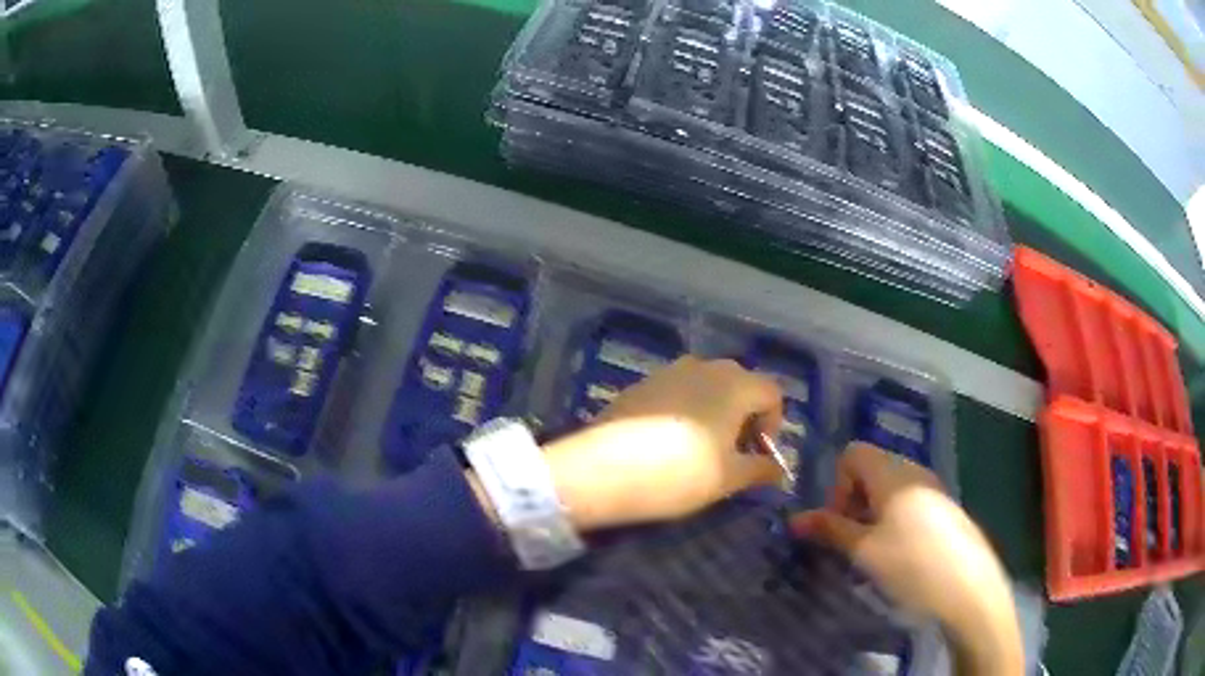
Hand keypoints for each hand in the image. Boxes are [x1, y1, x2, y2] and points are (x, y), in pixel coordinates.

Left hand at [543, 356, 784, 529]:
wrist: (601, 471)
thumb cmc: (678, 474)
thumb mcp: (728, 478)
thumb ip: (760, 469)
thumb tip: (778, 469)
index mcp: (734, 383)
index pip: (772, 392)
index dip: (774, 424)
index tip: (758, 455)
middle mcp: (704, 366)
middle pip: (740, 384)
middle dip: (745, 417)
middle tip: (734, 453)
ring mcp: (667, 372)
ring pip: (707, 386)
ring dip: (715, 412)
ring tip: (701, 449)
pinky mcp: (639, 384)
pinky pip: (677, 392)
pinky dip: (685, 410)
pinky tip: (667, 442)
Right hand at [790, 443, 1022, 675]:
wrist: (968, 587)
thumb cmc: (912, 565)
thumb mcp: (865, 551)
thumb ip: (830, 530)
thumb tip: (795, 519)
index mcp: (893, 474)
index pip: (852, 453)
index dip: (837, 484)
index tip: (840, 523)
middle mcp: (914, 471)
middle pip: (872, 469)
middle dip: (854, 501)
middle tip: (853, 541)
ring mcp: (934, 488)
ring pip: (891, 487)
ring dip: (873, 513)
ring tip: (875, 552)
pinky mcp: (945, 508)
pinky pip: (910, 501)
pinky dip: (895, 520)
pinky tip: (902, 555)